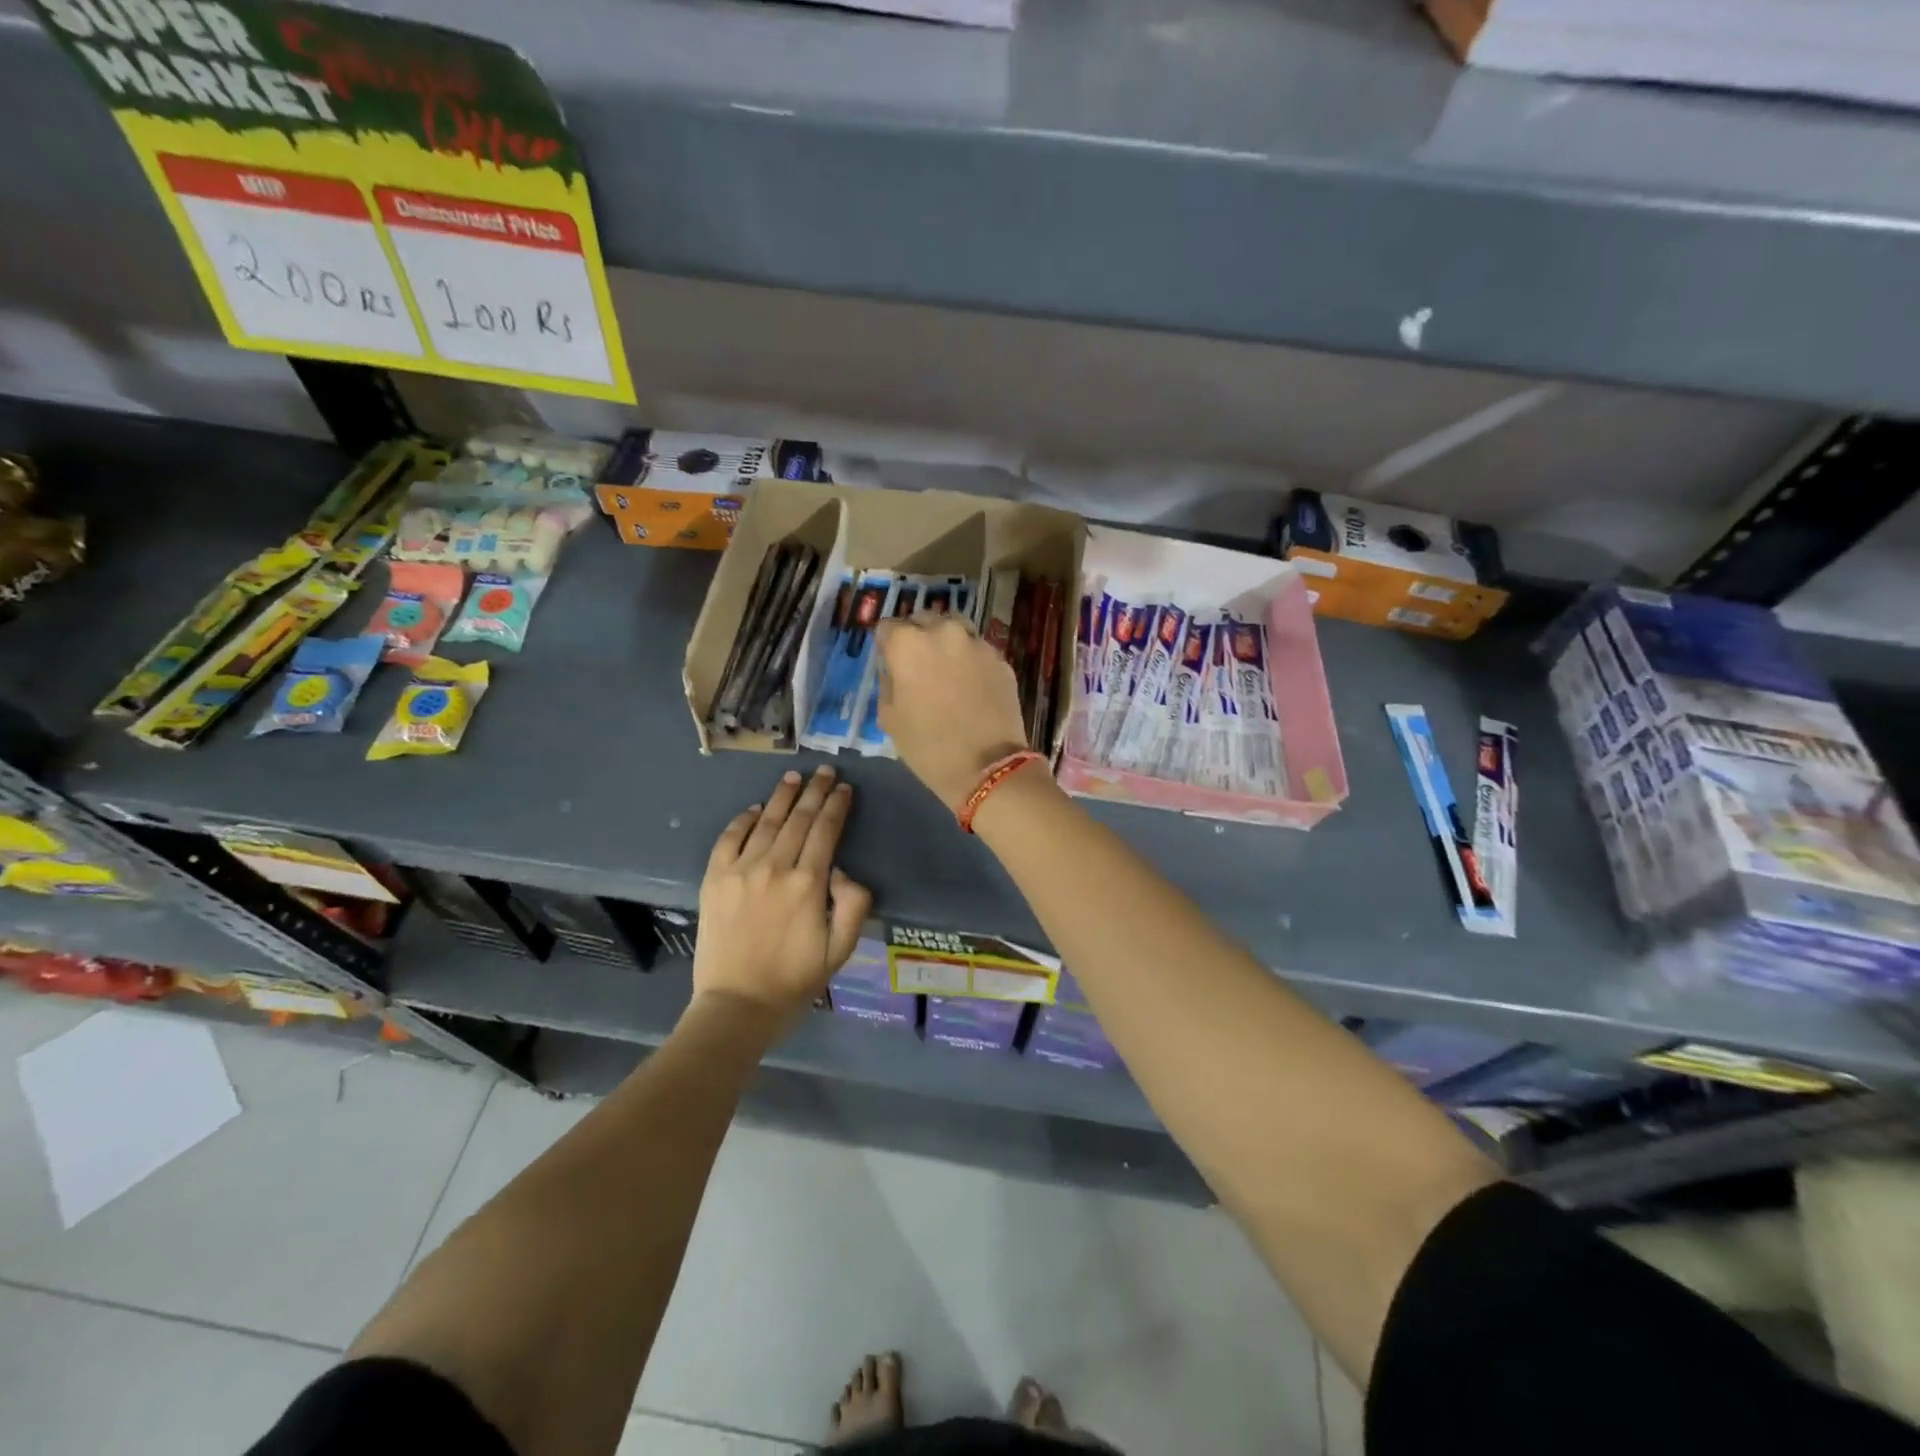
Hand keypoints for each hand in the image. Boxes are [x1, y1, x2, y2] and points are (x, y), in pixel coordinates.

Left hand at [694, 766, 872, 1020]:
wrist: (737, 1005)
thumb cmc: (795, 980)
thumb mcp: (841, 949)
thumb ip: (853, 904)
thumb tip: (842, 870)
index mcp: (809, 883)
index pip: (826, 830)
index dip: (837, 805)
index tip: (844, 787)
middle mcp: (774, 867)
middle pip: (799, 818)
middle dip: (814, 791)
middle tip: (824, 770)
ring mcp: (740, 871)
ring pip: (766, 822)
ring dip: (782, 797)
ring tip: (793, 778)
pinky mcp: (715, 880)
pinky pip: (730, 839)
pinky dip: (744, 820)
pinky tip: (755, 809)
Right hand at [876, 615, 1029, 811]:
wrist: (988, 768)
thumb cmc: (929, 747)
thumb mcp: (890, 719)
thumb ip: (889, 683)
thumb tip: (896, 670)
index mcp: (909, 644)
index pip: (887, 627)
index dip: (887, 645)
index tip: (890, 662)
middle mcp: (944, 632)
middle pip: (923, 620)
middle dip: (917, 637)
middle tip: (918, 666)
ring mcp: (977, 644)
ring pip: (954, 629)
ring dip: (946, 643)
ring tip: (946, 670)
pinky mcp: (1001, 659)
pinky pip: (978, 650)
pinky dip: (970, 660)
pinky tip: (971, 686)